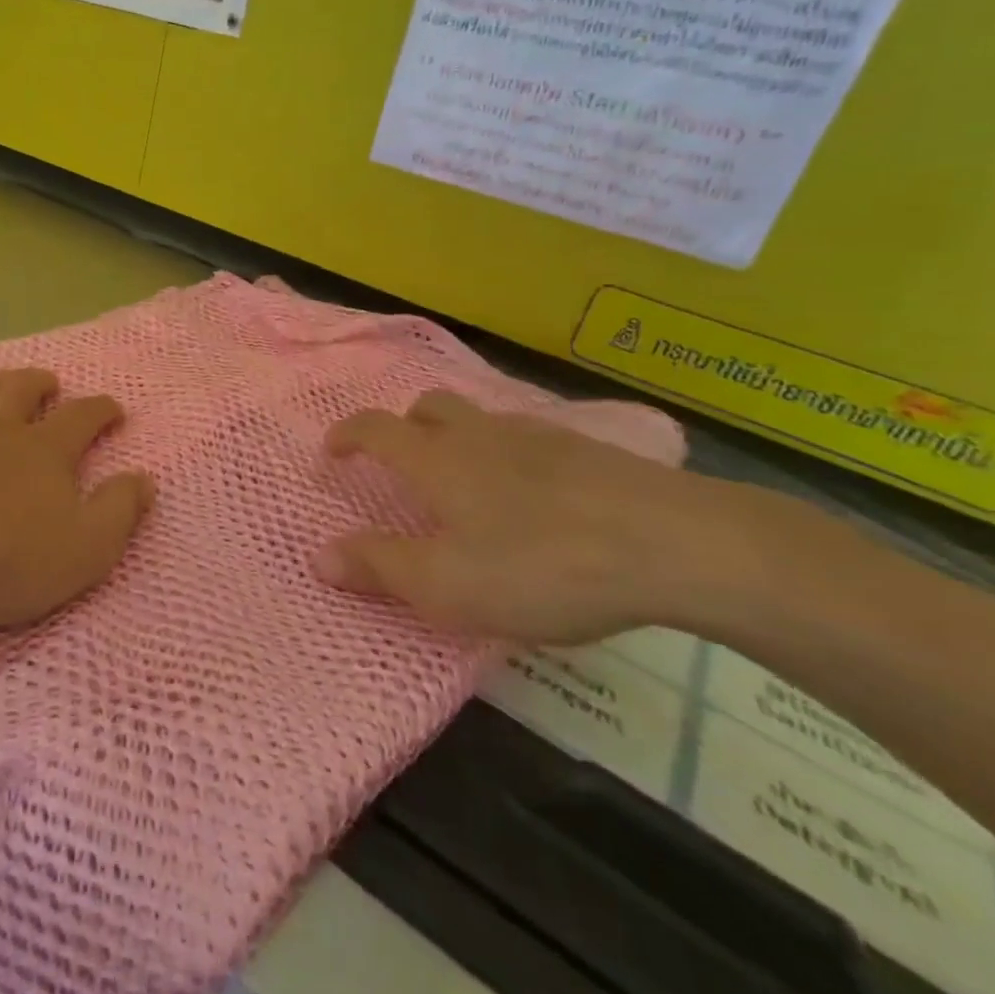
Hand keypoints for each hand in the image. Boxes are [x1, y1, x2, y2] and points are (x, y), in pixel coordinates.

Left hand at [0, 369, 153, 637]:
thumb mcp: (87, 548)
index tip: (114, 410)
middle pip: (21, 392)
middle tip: (50, 383)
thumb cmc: (7, 562)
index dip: (102, 409)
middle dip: (40, 383)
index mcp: (44, 451)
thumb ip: (120, 509)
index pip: (82, 417)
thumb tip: (145, 478)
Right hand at [320, 391, 739, 643]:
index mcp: (437, 461)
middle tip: (404, 463)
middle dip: (405, 427)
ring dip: (460, 439)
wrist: (677, 546)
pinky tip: (537, 498)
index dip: (347, 436)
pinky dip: (513, 457)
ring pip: (483, 421)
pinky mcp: (591, 452)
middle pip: (430, 408)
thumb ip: (379, 567)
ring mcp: (540, 437)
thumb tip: (318, 555)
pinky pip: (531, 440)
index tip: (332, 452)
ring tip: (471, 485)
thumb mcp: (446, 585)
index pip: (375, 429)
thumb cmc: (541, 566)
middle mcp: (481, 435)